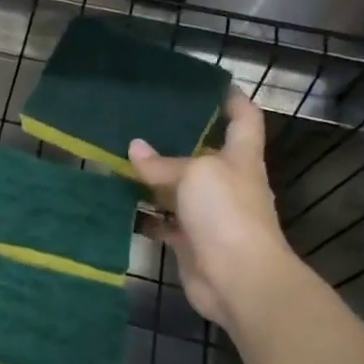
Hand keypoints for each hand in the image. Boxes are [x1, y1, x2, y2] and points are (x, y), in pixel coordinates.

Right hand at [128, 88, 299, 330]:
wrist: (238, 278)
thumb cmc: (226, 214)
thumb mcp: (195, 174)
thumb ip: (162, 162)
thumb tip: (134, 148)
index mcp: (240, 159)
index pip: (244, 120)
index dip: (233, 100)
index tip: (213, 84)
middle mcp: (227, 183)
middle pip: (204, 154)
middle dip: (179, 139)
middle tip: (144, 121)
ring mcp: (208, 214)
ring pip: (177, 189)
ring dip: (152, 178)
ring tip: (120, 159)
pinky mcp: (190, 241)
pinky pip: (162, 221)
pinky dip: (143, 214)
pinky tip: (118, 203)